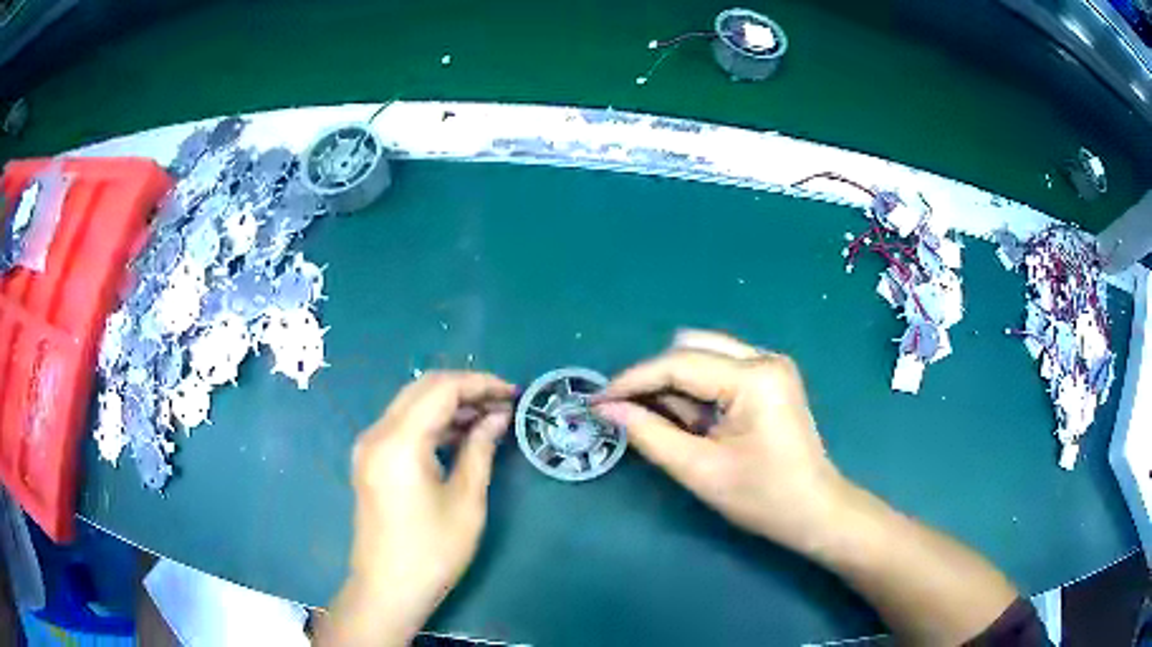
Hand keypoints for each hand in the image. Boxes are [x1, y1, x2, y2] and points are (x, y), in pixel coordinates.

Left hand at [321, 372, 514, 646]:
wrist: (388, 589)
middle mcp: (377, 434)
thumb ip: (480, 449)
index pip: (441, 389)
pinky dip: (432, 423)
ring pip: (411, 405)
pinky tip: (460, 434)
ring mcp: (369, 446)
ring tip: (489, 417)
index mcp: (399, 442)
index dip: (481, 384)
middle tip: (504, 403)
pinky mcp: (370, 460)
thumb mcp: (466, 501)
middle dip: (466, 389)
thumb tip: (498, 417)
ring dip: (449, 405)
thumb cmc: (433, 552)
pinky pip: (403, 425)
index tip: (514, 393)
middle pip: (423, 389)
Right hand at [594, 330, 846, 552]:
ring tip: (662, 422)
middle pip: (691, 348)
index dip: (632, 380)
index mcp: (754, 378)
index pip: (679, 364)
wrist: (814, 510)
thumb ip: (649, 434)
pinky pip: (719, 368)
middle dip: (654, 378)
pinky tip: (690, 419)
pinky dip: (695, 389)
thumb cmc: (762, 497)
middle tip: (627, 412)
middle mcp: (764, 358)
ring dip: (675, 383)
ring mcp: (770, 365)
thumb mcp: (699, 470)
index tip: (597, 400)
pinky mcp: (770, 377)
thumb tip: (607, 408)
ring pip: (703, 354)